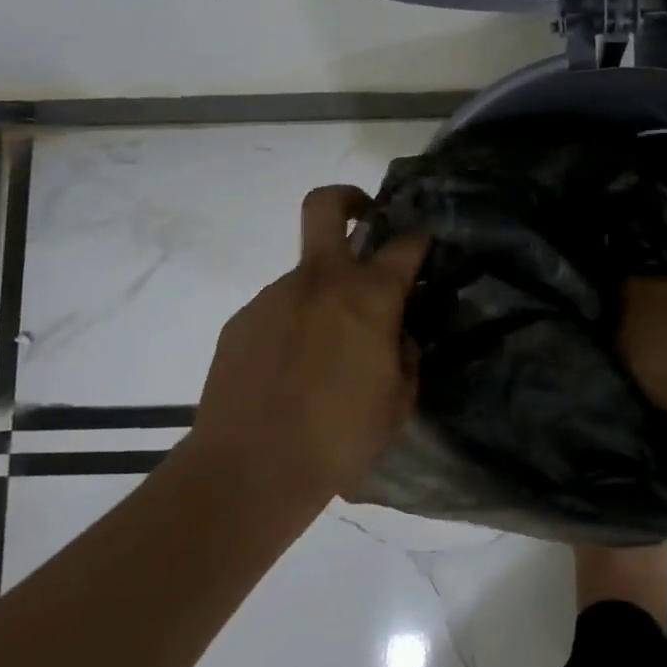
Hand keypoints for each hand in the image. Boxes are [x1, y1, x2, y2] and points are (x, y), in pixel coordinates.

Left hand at [186, 186, 427, 502]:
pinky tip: (292, 370)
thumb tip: (397, 333)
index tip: (425, 245)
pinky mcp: (242, 320)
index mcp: (369, 297)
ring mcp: (275, 296)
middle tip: (365, 217)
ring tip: (326, 351)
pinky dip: (293, 325)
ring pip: (306, 274)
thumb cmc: (339, 437)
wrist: (250, 468)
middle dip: (350, 198)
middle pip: (327, 205)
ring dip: (324, 293)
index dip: (420, 238)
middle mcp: (320, 281)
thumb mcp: (398, 400)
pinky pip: (278, 309)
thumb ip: (405, 354)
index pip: (405, 244)